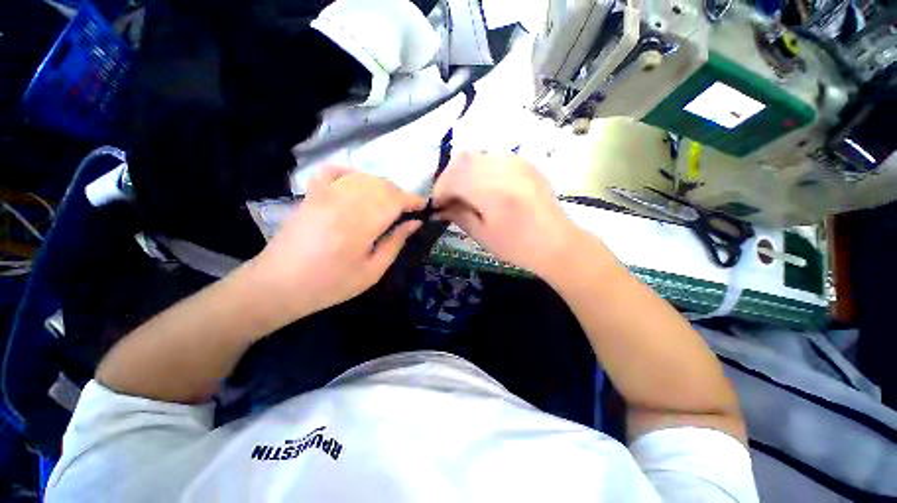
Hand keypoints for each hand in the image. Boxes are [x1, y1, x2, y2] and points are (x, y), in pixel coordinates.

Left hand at [252, 167, 425, 318]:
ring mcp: (325, 193)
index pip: (396, 199)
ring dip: (381, 186)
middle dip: (400, 194)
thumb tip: (415, 223)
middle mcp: (345, 201)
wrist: (280, 284)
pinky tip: (357, 185)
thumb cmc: (331, 284)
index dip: (413, 200)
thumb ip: (395, 243)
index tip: (423, 207)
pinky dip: (351, 173)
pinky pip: (333, 170)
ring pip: (363, 177)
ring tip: (386, 203)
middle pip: (382, 185)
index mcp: (362, 223)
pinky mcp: (311, 194)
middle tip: (406, 210)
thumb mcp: (372, 271)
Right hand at [432, 152, 582, 276]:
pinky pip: (493, 157)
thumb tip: (439, 208)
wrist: (556, 243)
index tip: (437, 203)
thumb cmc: (518, 247)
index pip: (454, 178)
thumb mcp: (483, 236)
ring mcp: (518, 163)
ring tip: (463, 190)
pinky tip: (482, 185)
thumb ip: (458, 216)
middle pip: (463, 159)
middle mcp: (505, 170)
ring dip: (463, 171)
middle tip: (448, 196)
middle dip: (449, 177)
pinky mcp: (525, 163)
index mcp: (494, 193)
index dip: (440, 189)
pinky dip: (480, 168)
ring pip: (477, 154)